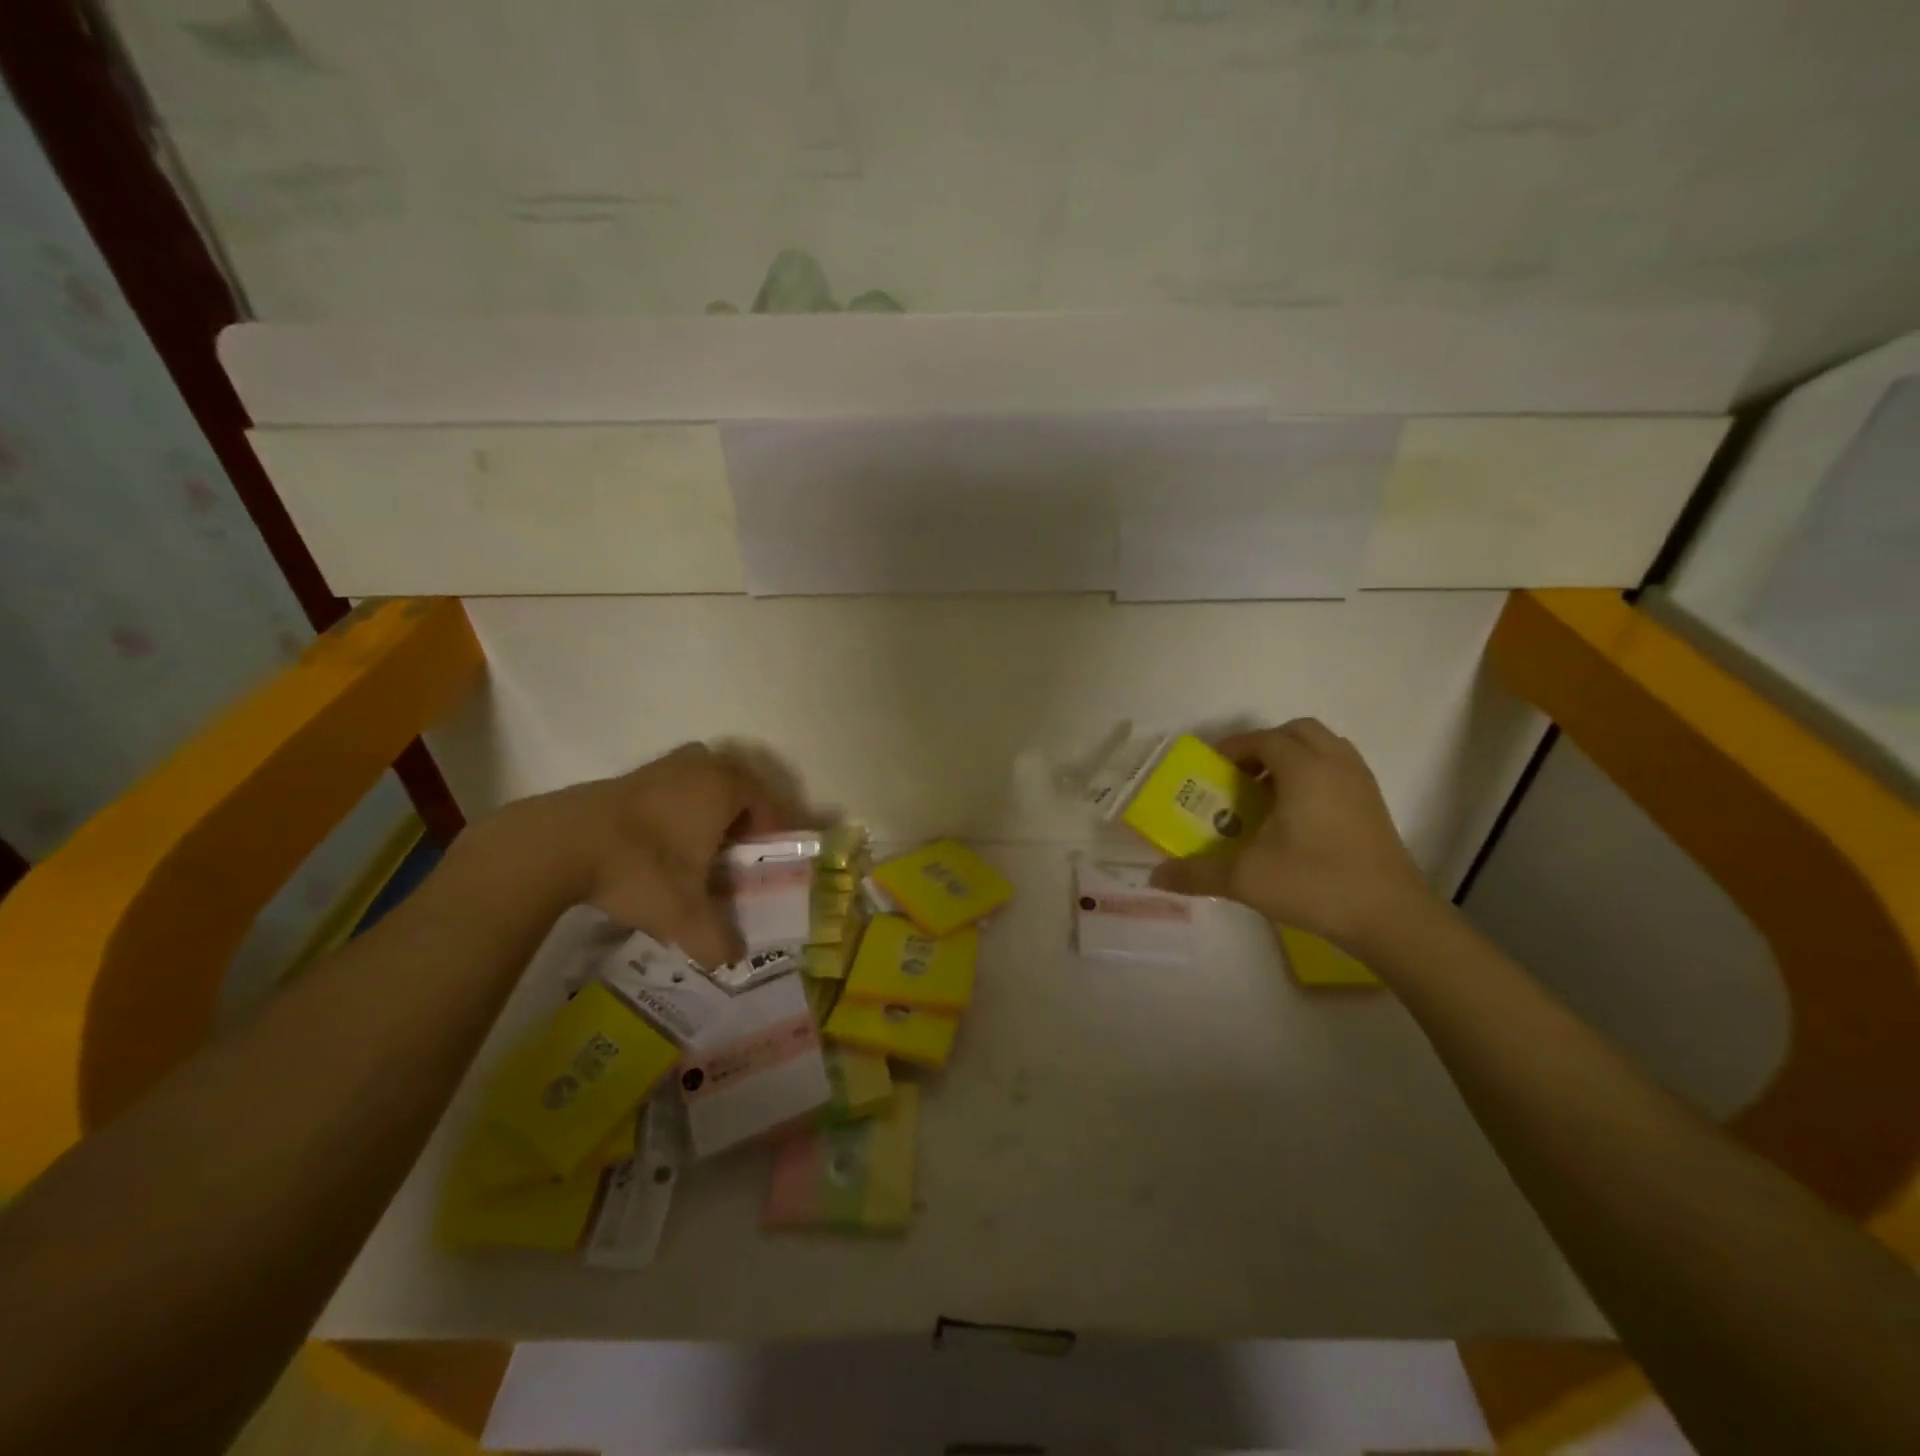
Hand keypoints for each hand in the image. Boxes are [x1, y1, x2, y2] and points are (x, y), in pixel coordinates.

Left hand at [502, 742, 803, 967]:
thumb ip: (715, 940)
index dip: (776, 830)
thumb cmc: (639, 869)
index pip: (768, 802)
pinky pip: (672, 783)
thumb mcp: (682, 915)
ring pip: (703, 777)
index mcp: (725, 788)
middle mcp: (700, 767)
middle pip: (738, 782)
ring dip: (710, 805)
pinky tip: (662, 841)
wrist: (557, 844)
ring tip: (702, 844)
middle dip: (746, 813)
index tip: (771, 860)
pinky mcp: (629, 775)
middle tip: (741, 850)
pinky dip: (678, 805)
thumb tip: (732, 960)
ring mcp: (662, 766)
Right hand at [1149, 719, 1437, 954]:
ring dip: (1294, 757)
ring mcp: (1361, 784)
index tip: (1211, 768)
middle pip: (1298, 732)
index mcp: (1305, 770)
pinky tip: (1298, 815)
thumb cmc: (1315, 884)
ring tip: (1268, 792)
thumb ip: (1197, 873)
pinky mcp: (1374, 806)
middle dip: (1266, 745)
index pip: (1264, 739)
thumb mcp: (1246, 878)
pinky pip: (1340, 769)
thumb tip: (1154, 877)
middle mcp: (1336, 765)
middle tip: (1241, 776)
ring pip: (1325, 748)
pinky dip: (1315, 775)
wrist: (1391, 917)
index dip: (1235, 747)